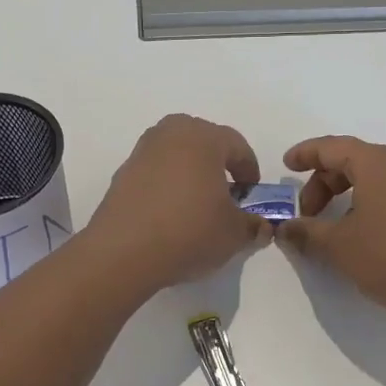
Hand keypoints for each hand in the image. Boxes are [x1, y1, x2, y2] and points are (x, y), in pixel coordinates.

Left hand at [83, 115, 269, 296]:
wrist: (123, 251)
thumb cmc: (189, 231)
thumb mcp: (234, 234)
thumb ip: (253, 225)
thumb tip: (262, 226)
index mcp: (204, 137)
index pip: (237, 145)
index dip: (250, 170)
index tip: (252, 195)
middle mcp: (171, 133)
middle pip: (204, 142)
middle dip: (218, 164)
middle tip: (226, 194)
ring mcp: (143, 151)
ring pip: (177, 154)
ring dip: (191, 173)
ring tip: (197, 205)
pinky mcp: (123, 172)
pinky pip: (155, 171)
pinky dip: (167, 184)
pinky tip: (170, 214)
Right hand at [278, 135, 385, 328]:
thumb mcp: (339, 245)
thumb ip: (307, 233)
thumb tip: (286, 228)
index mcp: (376, 163)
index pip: (332, 147)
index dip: (305, 154)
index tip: (286, 166)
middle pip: (351, 162)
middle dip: (322, 184)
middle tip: (306, 214)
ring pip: (371, 180)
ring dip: (344, 198)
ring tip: (330, 230)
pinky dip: (366, 207)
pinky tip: (360, 238)